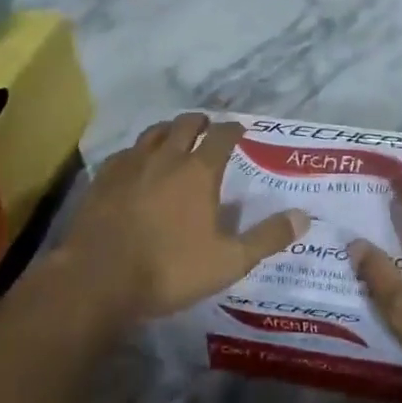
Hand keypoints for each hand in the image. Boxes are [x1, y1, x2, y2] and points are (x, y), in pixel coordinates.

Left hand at [62, 114, 304, 324]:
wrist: (98, 280)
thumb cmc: (169, 269)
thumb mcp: (228, 261)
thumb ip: (267, 237)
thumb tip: (304, 216)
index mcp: (199, 172)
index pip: (222, 136)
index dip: (233, 129)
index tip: (240, 129)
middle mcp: (165, 157)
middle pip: (185, 125)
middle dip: (200, 122)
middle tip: (208, 128)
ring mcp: (130, 165)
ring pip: (153, 133)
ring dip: (168, 130)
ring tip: (174, 137)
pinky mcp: (102, 179)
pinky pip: (125, 153)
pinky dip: (137, 151)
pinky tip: (136, 163)